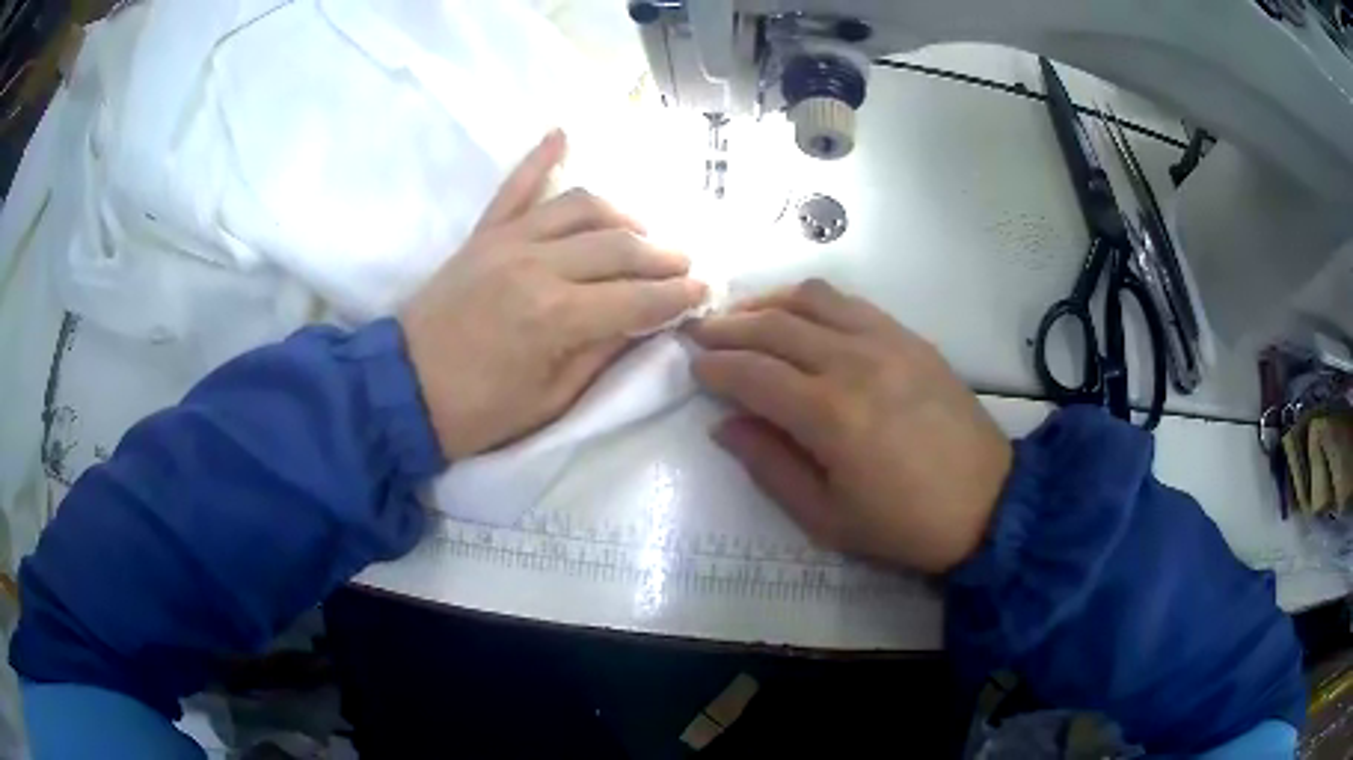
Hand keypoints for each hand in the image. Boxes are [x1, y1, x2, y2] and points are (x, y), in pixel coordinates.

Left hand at [401, 130, 706, 458]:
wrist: (402, 390)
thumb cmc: (479, 411)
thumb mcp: (552, 399)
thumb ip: (603, 352)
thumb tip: (646, 321)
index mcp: (558, 316)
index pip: (639, 298)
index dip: (678, 297)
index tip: (705, 293)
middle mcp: (539, 265)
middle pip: (620, 246)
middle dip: (663, 256)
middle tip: (684, 266)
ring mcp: (507, 241)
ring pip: (582, 206)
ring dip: (622, 216)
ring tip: (640, 235)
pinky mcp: (483, 234)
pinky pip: (515, 187)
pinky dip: (540, 157)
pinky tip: (562, 133)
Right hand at [688, 279, 1011, 573]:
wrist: (986, 503)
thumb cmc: (902, 524)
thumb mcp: (825, 518)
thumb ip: (769, 466)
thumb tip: (725, 424)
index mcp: (829, 415)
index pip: (752, 373)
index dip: (714, 367)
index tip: (691, 366)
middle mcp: (853, 362)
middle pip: (774, 326)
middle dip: (728, 327)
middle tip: (701, 333)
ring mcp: (886, 341)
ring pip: (811, 299)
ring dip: (767, 302)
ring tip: (743, 317)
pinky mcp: (909, 337)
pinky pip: (850, 302)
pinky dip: (812, 301)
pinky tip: (800, 316)